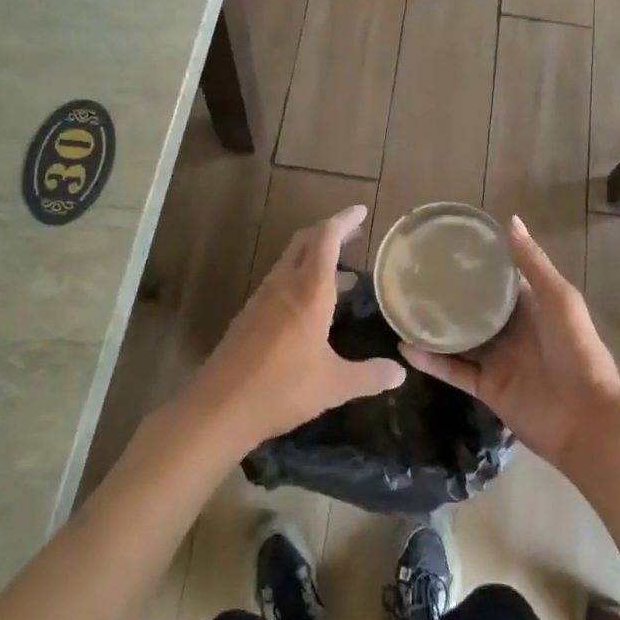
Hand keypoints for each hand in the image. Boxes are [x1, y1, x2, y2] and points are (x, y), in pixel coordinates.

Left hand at [187, 205, 405, 451]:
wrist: (219, 407)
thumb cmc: (282, 388)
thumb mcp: (334, 385)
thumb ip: (369, 376)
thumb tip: (400, 373)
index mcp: (308, 291)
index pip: (326, 239)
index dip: (344, 221)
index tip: (361, 211)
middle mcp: (284, 285)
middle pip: (305, 241)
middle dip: (330, 232)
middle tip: (354, 234)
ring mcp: (262, 298)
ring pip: (290, 261)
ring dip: (314, 256)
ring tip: (342, 272)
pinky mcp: (249, 315)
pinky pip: (279, 281)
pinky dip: (300, 277)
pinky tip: (311, 304)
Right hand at [403, 215, 619, 473]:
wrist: (586, 420)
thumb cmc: (577, 351)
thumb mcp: (560, 299)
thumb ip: (533, 264)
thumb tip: (510, 221)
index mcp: (532, 306)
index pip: (500, 279)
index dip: (478, 263)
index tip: (447, 245)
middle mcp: (511, 330)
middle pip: (474, 308)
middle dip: (450, 293)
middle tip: (415, 273)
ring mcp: (496, 359)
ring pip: (458, 338)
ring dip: (434, 326)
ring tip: (402, 306)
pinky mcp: (485, 387)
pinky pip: (452, 370)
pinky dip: (430, 360)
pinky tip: (405, 347)